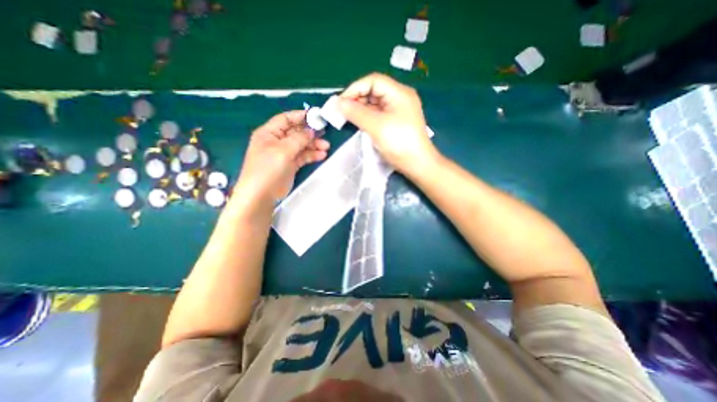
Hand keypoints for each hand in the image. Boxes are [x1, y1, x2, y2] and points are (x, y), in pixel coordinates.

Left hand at [236, 110, 329, 203]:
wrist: (261, 195)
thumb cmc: (267, 169)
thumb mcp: (283, 150)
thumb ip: (298, 139)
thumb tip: (311, 130)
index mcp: (269, 133)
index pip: (286, 119)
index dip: (300, 116)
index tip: (316, 116)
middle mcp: (276, 141)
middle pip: (296, 132)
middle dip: (310, 132)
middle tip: (325, 133)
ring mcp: (284, 154)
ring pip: (301, 145)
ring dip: (314, 145)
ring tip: (326, 147)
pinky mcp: (290, 165)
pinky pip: (303, 156)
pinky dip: (312, 155)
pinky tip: (322, 156)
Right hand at [340, 70, 439, 173]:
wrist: (417, 164)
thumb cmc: (399, 143)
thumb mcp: (376, 126)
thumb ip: (356, 113)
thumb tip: (337, 103)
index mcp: (399, 93)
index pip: (373, 81)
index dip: (355, 88)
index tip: (341, 103)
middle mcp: (400, 98)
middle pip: (374, 91)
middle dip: (357, 99)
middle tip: (343, 112)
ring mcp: (399, 111)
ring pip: (376, 104)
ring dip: (361, 109)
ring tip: (349, 119)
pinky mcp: (397, 122)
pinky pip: (379, 114)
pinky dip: (368, 117)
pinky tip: (360, 124)